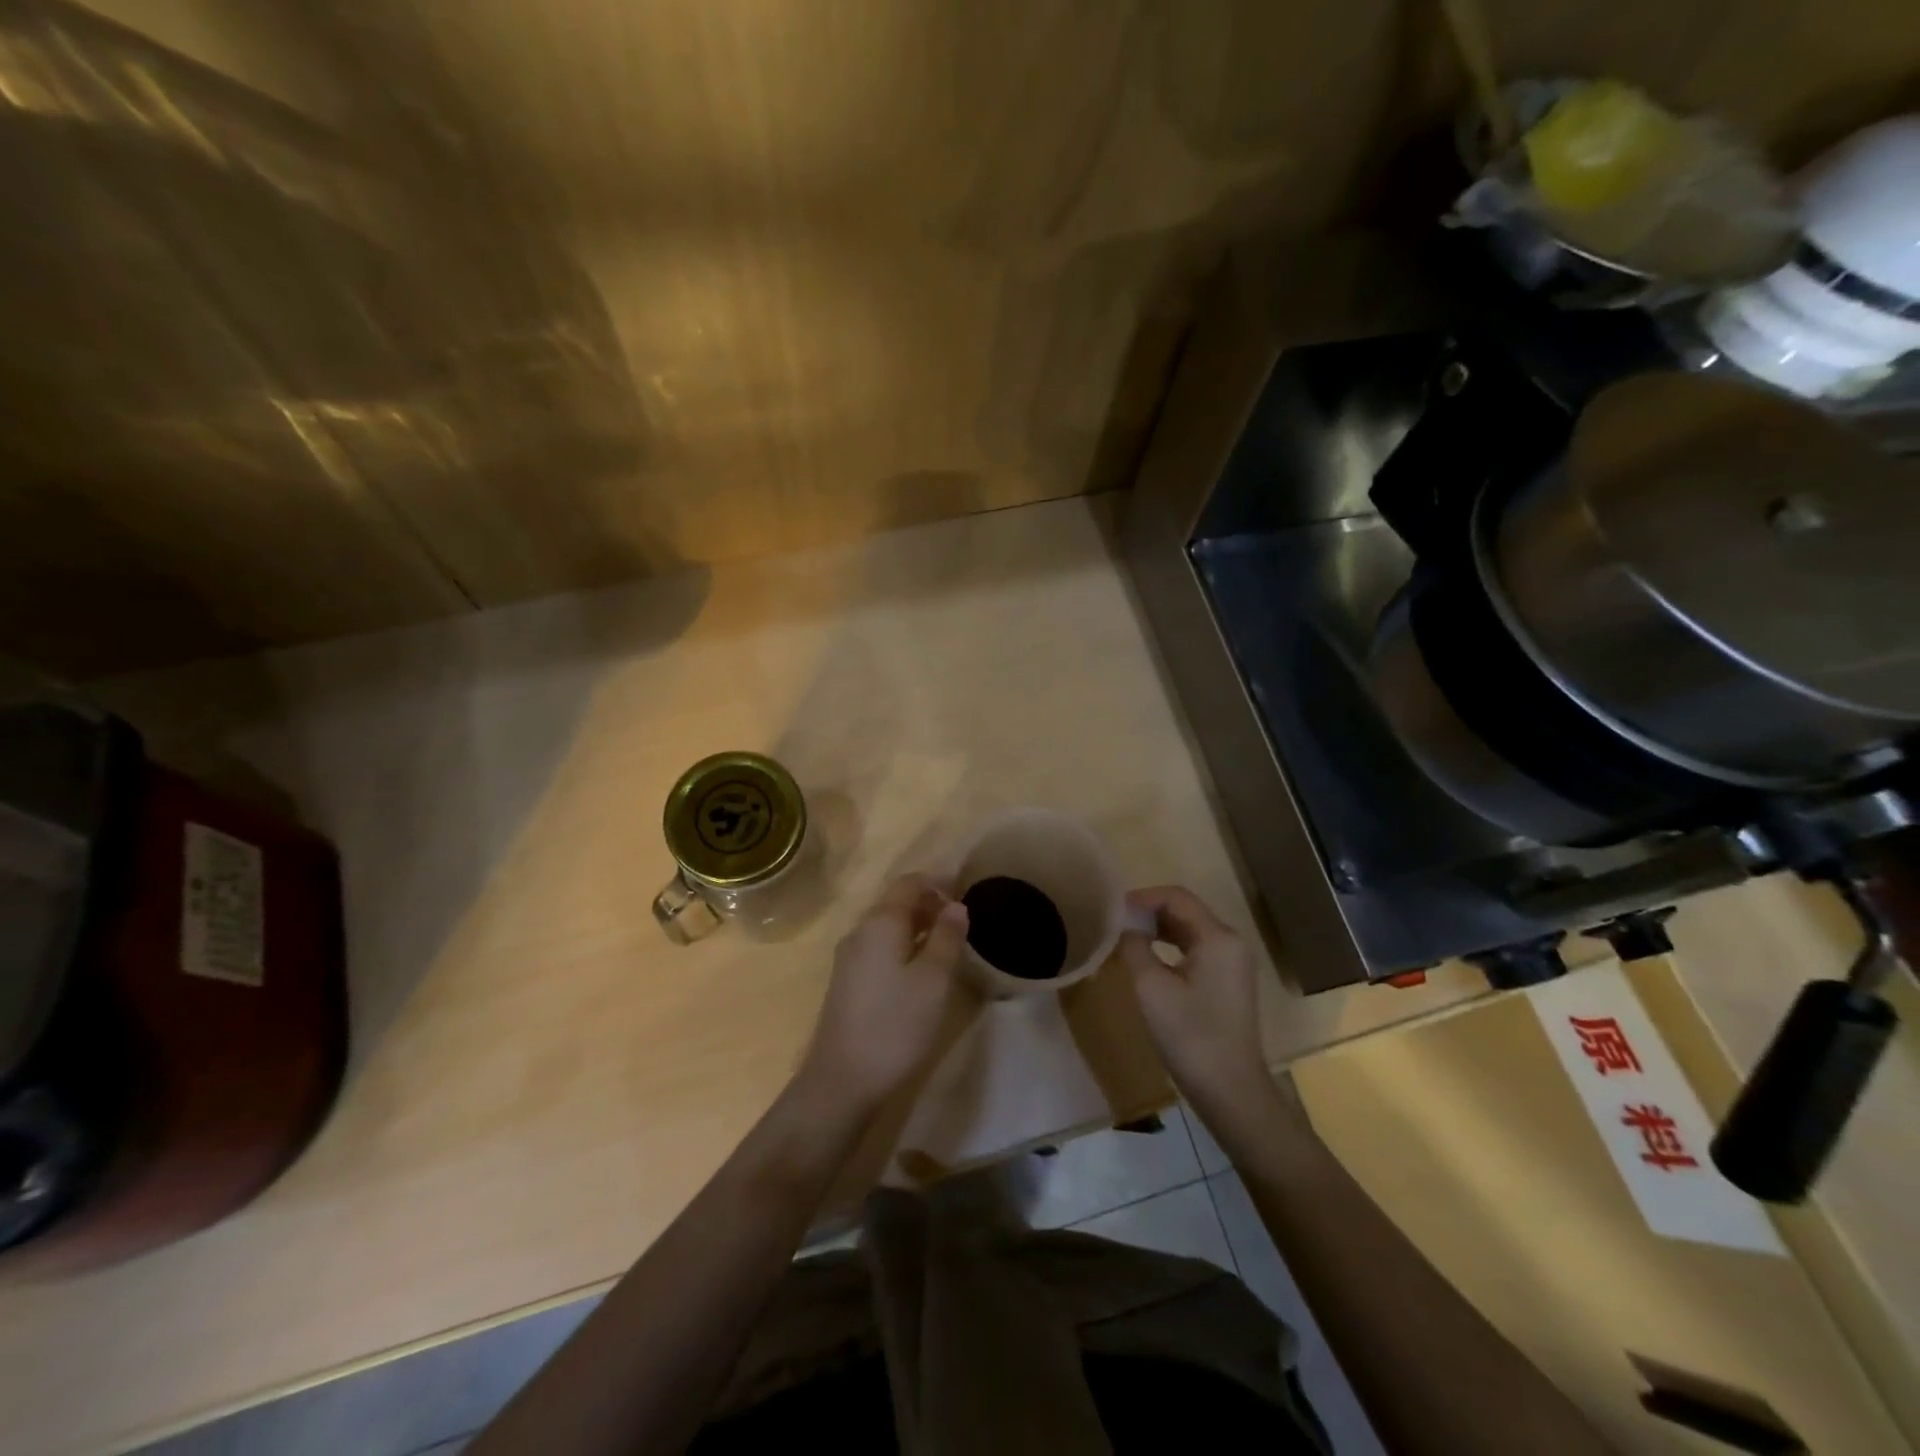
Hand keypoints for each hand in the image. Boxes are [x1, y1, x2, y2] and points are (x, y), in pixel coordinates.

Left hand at [798, 874, 972, 1111]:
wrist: (842, 1080)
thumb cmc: (895, 1024)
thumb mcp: (933, 980)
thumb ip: (947, 938)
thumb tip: (956, 906)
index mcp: (880, 923)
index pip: (908, 884)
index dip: (937, 882)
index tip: (964, 890)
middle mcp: (860, 932)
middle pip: (895, 903)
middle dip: (928, 903)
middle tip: (961, 918)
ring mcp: (849, 958)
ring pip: (886, 926)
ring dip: (917, 925)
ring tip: (947, 942)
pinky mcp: (847, 982)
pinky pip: (879, 947)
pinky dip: (903, 945)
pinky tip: (920, 968)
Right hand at [1119, 886, 1270, 1113]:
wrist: (1231, 1091)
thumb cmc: (1190, 1036)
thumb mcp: (1151, 988)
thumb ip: (1134, 946)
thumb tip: (1124, 925)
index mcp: (1217, 937)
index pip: (1176, 897)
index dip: (1142, 897)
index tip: (1112, 910)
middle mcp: (1230, 942)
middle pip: (1185, 910)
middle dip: (1148, 911)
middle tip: (1114, 923)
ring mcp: (1233, 963)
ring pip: (1189, 929)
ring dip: (1157, 928)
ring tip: (1125, 937)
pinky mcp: (1228, 981)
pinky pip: (1196, 948)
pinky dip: (1170, 946)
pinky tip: (1148, 958)